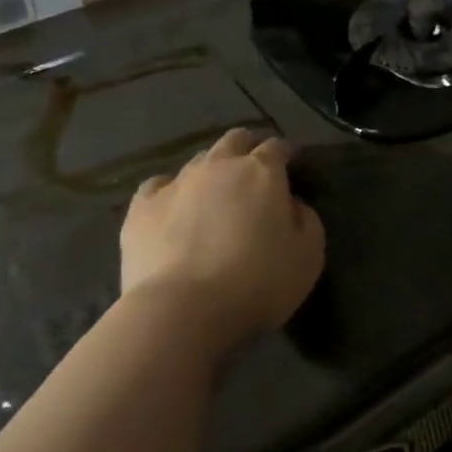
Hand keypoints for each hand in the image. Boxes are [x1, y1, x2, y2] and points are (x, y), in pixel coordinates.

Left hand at [120, 128, 323, 357]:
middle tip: (254, 173)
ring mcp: (177, 183)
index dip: (286, 154)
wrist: (183, 312)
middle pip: (235, 140)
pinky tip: (173, 209)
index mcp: (262, 171)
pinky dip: (170, 192)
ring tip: (214, 196)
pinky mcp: (142, 208)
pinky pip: (158, 185)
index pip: (277, 147)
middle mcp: (219, 165)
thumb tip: (292, 204)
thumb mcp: (309, 255)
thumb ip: (306, 219)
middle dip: (247, 149)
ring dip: (211, 171)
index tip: (292, 167)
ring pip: (198, 160)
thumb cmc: (258, 283)